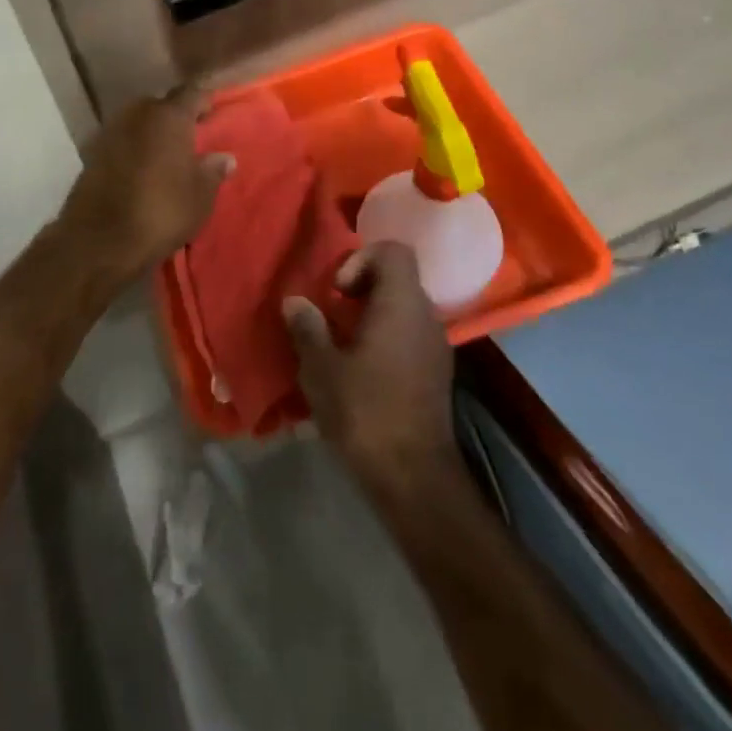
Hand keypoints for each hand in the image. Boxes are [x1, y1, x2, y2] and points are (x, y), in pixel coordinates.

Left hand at [52, 84, 233, 296]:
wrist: (100, 240)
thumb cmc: (162, 211)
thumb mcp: (200, 196)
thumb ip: (213, 171)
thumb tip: (224, 157)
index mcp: (169, 116)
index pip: (192, 93)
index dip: (204, 101)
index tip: (213, 112)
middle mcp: (137, 114)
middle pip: (160, 105)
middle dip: (174, 117)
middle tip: (190, 136)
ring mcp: (110, 131)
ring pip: (137, 123)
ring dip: (150, 133)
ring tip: (165, 156)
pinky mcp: (91, 153)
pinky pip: (120, 142)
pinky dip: (132, 150)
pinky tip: (141, 170)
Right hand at [284, 243, 458, 493]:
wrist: (414, 480)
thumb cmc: (365, 412)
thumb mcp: (321, 369)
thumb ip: (307, 328)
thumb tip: (295, 302)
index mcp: (402, 303)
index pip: (393, 250)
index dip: (361, 258)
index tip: (338, 291)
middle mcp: (426, 316)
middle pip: (396, 279)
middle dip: (361, 289)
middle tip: (331, 315)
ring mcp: (436, 346)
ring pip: (402, 309)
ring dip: (371, 316)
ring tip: (340, 344)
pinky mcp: (436, 374)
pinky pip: (408, 336)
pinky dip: (385, 339)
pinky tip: (360, 371)